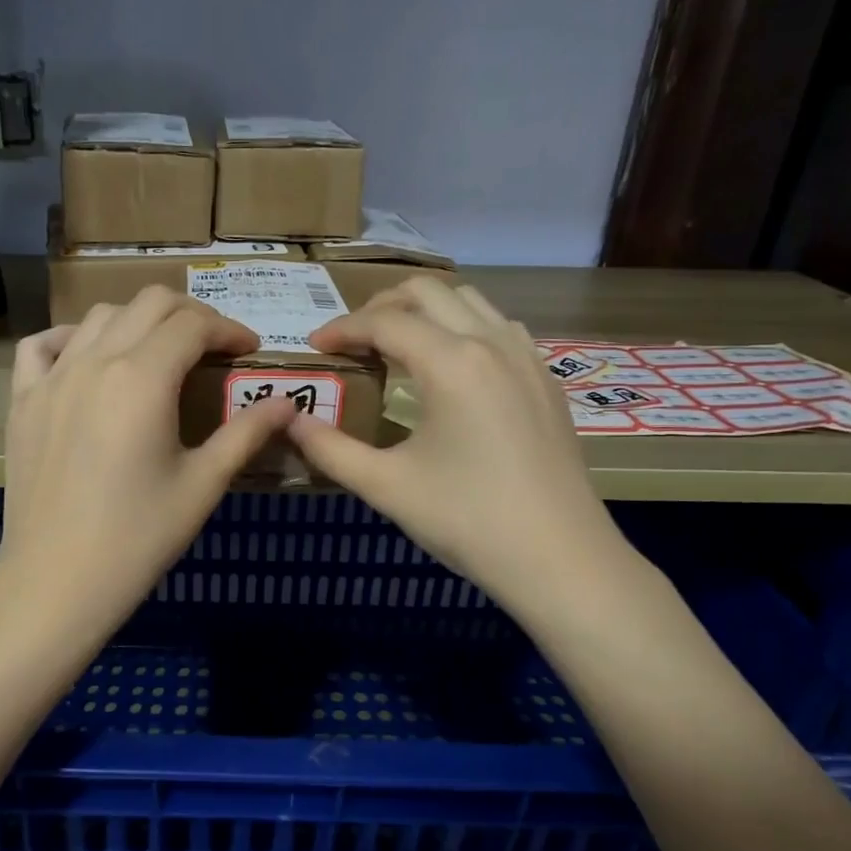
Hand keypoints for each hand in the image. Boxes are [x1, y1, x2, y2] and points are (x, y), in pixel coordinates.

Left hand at [0, 287, 297, 651]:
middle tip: (213, 347)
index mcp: (142, 379)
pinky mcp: (22, 400)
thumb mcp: (202, 485)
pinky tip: (88, 359)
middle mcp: (94, 362)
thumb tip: (287, 403)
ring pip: (99, 316)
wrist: (56, 582)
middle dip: (190, 314)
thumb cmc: (138, 539)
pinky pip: (41, 345)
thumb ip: (246, 434)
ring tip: (159, 353)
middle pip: (148, 303)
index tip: (249, 352)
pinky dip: (71, 338)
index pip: (193, 325)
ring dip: (138, 321)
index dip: (229, 330)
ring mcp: (51, 378)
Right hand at [287, 277, 634, 606]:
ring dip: (425, 310)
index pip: (384, 322)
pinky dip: (463, 327)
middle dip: (381, 306)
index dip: (342, 328)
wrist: (560, 559)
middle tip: (353, 341)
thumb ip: (329, 449)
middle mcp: (491, 343)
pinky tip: (451, 367)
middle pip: (427, 291)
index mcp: (451, 363)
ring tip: (396, 346)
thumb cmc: (467, 521)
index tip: (315, 347)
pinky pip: (498, 326)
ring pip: (468, 300)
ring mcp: (526, 357)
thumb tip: (289, 422)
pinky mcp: (545, 378)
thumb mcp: (386, 486)